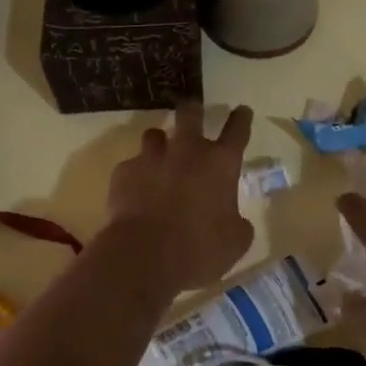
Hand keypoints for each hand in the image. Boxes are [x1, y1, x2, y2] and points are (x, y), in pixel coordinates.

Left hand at [104, 103, 254, 295]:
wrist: (144, 255)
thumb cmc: (199, 249)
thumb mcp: (235, 242)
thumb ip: (237, 224)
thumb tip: (234, 220)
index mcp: (220, 164)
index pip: (237, 130)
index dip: (241, 118)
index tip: (242, 110)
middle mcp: (187, 151)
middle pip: (190, 114)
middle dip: (194, 109)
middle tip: (194, 111)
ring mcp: (152, 158)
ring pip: (154, 134)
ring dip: (160, 142)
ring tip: (159, 155)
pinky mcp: (124, 171)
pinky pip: (131, 165)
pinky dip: (136, 175)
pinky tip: (135, 192)